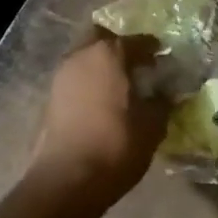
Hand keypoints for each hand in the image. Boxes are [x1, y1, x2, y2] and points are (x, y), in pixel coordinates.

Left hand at [24, 30, 167, 204]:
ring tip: (121, 86)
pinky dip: (89, 82)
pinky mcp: (51, 97)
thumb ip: (162, 102)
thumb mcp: (153, 125)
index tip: (164, 58)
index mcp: (110, 54)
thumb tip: (166, 92)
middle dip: (120, 47)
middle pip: (102, 38)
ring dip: (102, 65)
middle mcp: (81, 55)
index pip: (137, 40)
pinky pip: (75, 78)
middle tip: (138, 66)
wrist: (67, 180)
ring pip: (85, 56)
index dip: (153, 48)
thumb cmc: (116, 145)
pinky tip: (103, 102)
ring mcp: (61, 75)